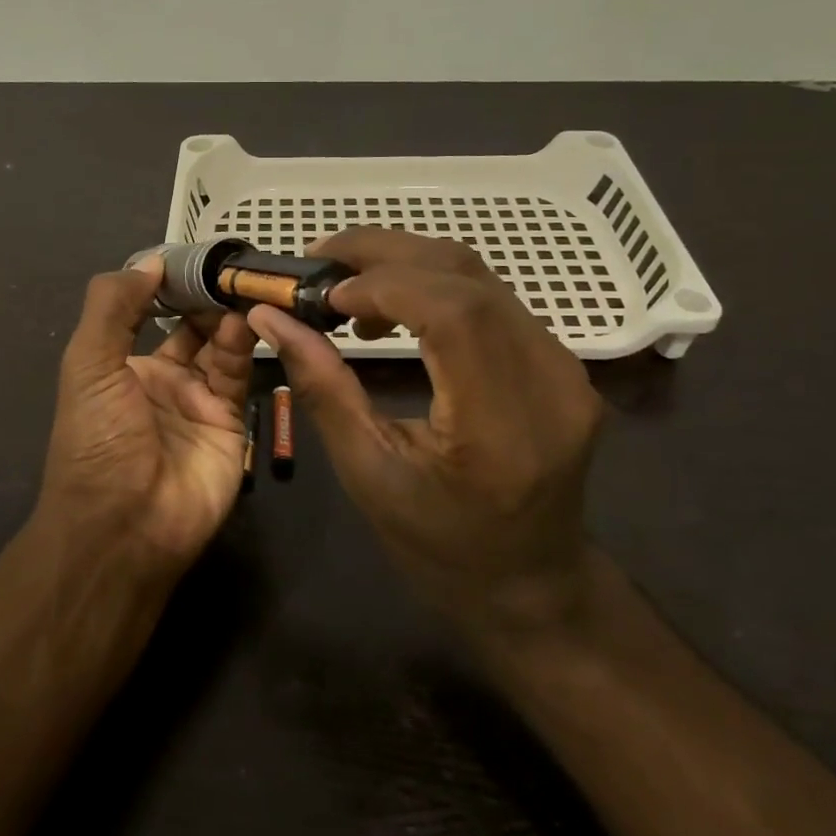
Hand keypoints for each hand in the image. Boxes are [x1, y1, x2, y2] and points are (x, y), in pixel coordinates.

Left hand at [37, 257, 256, 571]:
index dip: (168, 284)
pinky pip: (239, 375)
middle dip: (206, 297)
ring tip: (243, 286)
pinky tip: (247, 320)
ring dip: (228, 316)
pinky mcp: (231, 422)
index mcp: (121, 366)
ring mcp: (198, 401)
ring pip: (219, 346)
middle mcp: (161, 380)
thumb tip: (150, 262)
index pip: (148, 312)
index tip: (194, 254)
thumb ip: (113, 307)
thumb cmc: (98, 438)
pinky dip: (244, 346)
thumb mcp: (88, 364)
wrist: (126, 524)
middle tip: (231, 266)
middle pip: (190, 327)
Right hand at [247, 229, 604, 643]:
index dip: (384, 285)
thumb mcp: (367, 473)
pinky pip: (494, 299)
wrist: (530, 583)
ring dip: (409, 263)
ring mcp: (566, 369)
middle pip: (468, 276)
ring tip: (347, 284)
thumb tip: (268, 317)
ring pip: (483, 276)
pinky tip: (395, 308)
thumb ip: (321, 388)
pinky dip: (436, 286)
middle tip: (320, 257)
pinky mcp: (563, 363)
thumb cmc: (439, 546)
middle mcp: (549, 383)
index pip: (454, 314)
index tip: (323, 294)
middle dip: (387, 252)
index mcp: (500, 429)